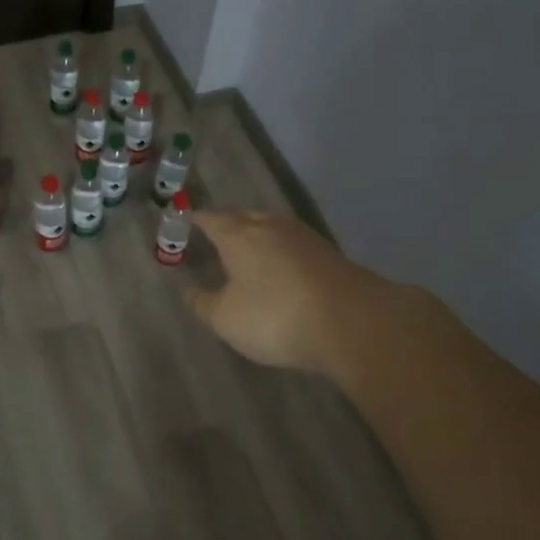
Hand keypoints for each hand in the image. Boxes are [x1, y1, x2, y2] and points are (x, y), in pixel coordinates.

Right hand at [187, 210, 395, 378]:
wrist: (353, 323)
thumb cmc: (276, 315)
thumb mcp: (227, 319)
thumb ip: (204, 304)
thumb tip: (189, 291)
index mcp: (239, 235)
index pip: (212, 218)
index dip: (197, 219)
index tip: (187, 219)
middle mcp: (271, 226)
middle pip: (244, 216)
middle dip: (228, 222)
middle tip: (215, 232)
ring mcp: (304, 238)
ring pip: (272, 227)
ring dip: (257, 235)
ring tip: (247, 249)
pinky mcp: (329, 255)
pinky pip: (293, 245)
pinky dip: (280, 252)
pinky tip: (280, 267)